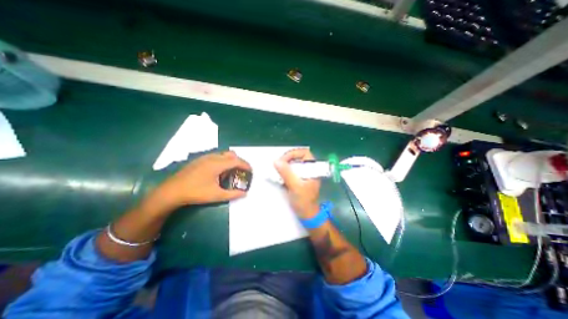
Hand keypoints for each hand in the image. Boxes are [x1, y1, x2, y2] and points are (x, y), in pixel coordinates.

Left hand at [150, 151, 250, 210]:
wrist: (172, 191)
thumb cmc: (195, 192)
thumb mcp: (216, 195)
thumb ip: (233, 194)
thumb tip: (245, 194)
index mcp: (218, 164)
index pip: (236, 161)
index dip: (246, 165)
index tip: (251, 171)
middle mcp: (212, 157)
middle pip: (231, 155)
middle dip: (239, 161)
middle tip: (243, 170)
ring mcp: (205, 157)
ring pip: (223, 155)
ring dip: (231, 161)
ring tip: (231, 172)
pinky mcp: (199, 160)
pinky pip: (216, 157)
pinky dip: (223, 161)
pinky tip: (219, 172)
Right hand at [277, 149, 321, 218]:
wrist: (307, 215)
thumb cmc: (304, 201)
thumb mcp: (295, 186)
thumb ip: (286, 173)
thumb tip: (276, 161)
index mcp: (313, 169)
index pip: (304, 153)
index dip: (293, 154)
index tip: (283, 160)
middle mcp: (309, 169)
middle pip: (298, 157)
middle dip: (287, 159)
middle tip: (277, 165)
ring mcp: (304, 174)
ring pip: (293, 164)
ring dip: (284, 166)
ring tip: (277, 171)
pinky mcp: (299, 179)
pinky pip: (291, 170)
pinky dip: (284, 171)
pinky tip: (279, 177)